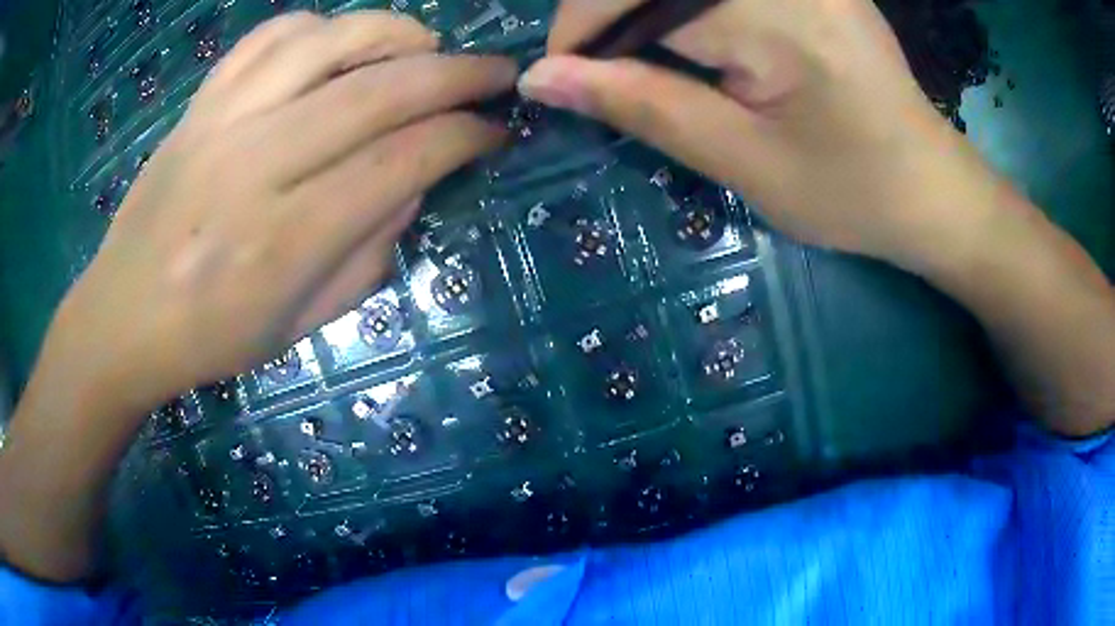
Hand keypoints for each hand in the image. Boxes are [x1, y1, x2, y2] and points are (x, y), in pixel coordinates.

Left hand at [0, 11, 515, 581]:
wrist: (121, 318)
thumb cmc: (209, 339)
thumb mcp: (299, 327)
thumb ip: (367, 255)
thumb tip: (415, 183)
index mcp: (282, 242)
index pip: (399, 163)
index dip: (462, 137)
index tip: (495, 130)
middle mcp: (253, 166)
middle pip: (375, 92)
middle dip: (454, 75)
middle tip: (495, 72)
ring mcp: (220, 124)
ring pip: (325, 43)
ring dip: (394, 33)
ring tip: (426, 45)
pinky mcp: (198, 106)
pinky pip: (267, 39)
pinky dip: (318, 26)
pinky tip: (339, 41)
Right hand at [519, 0, 1002, 271]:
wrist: (930, 188)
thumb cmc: (852, 191)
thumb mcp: (742, 160)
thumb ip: (641, 105)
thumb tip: (543, 78)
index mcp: (776, 11)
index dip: (582, 27)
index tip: (562, 77)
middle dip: (609, 15)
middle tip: (602, 71)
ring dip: (645, 12)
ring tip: (641, 61)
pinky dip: (683, 8)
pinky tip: (689, 40)